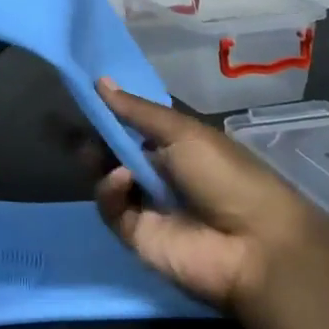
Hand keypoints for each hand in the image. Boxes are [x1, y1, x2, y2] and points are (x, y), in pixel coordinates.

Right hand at [91, 78, 328, 323]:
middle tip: (74, 124)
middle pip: (115, 152)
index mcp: (177, 147)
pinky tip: (121, 180)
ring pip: (106, 178)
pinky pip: (110, 208)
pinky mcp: (135, 235)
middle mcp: (160, 174)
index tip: (85, 96)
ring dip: (97, 162)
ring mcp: (146, 206)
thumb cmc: (227, 176)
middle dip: (96, 138)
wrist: (254, 245)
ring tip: (90, 152)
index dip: (111, 113)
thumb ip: (138, 111)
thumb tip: (100, 82)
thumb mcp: (184, 133)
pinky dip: (109, 190)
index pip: (135, 126)